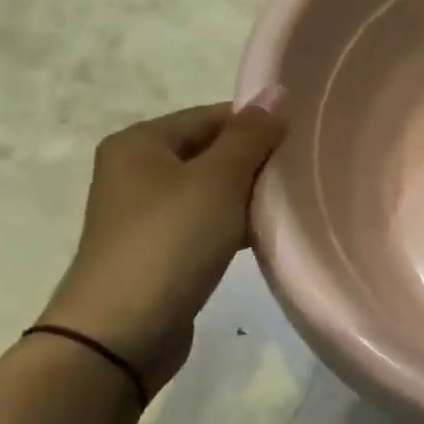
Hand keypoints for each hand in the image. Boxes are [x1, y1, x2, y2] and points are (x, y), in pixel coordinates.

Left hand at [37, 91, 287, 388]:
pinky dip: (235, 224)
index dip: (259, 126)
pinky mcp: (159, 249)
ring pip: (212, 189)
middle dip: (257, 162)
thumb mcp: (218, 181)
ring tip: (290, 205)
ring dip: (249, 195)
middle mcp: (136, 170)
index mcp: (141, 142)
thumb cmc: (171, 241)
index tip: (302, 144)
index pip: (213, 116)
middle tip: (301, 175)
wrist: (121, 332)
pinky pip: (206, 222)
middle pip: (213, 151)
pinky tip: (264, 236)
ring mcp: (145, 213)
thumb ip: (251, 136)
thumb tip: (277, 91)